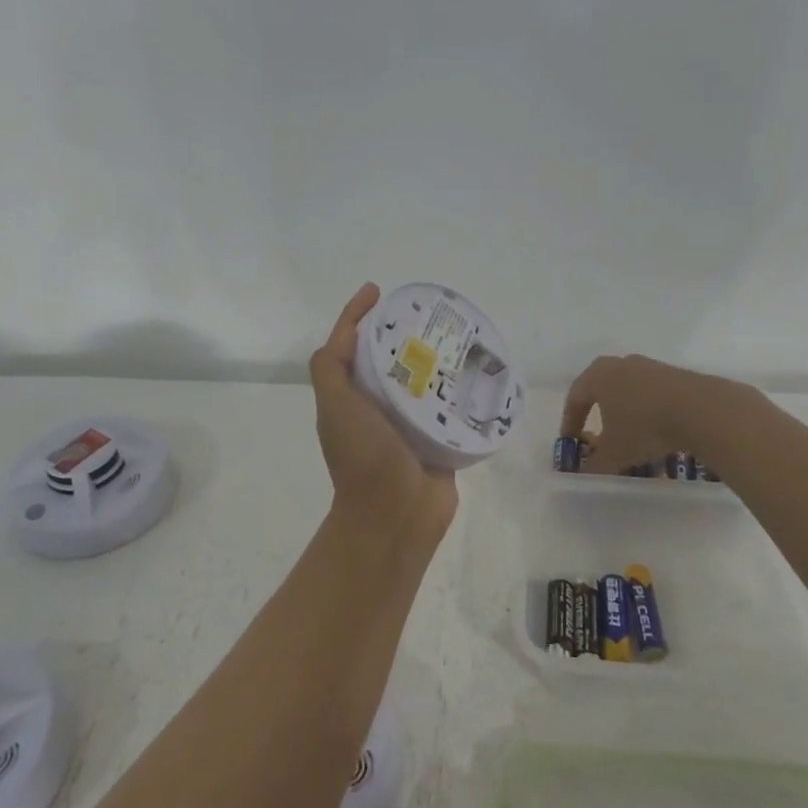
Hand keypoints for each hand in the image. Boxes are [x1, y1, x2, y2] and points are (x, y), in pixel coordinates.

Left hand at [309, 283, 458, 536]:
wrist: (395, 516)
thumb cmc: (363, 456)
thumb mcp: (335, 405)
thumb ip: (330, 368)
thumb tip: (345, 331)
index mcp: (351, 397)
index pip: (351, 345)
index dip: (358, 315)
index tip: (379, 290)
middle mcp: (377, 408)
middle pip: (391, 359)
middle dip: (406, 333)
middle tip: (431, 312)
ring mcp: (409, 425)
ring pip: (423, 381)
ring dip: (437, 360)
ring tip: (460, 335)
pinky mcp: (438, 441)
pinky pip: (449, 408)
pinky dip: (460, 391)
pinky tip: (478, 372)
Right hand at [559, 354, 745, 474]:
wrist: (701, 410)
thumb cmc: (645, 427)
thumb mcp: (615, 454)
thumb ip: (595, 465)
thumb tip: (585, 473)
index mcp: (597, 376)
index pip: (574, 399)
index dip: (570, 423)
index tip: (571, 442)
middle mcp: (619, 364)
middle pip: (599, 389)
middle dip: (595, 412)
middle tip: (595, 433)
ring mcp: (648, 366)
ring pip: (626, 389)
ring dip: (622, 410)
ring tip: (627, 433)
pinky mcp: (672, 373)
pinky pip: (649, 392)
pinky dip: (645, 409)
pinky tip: (654, 428)